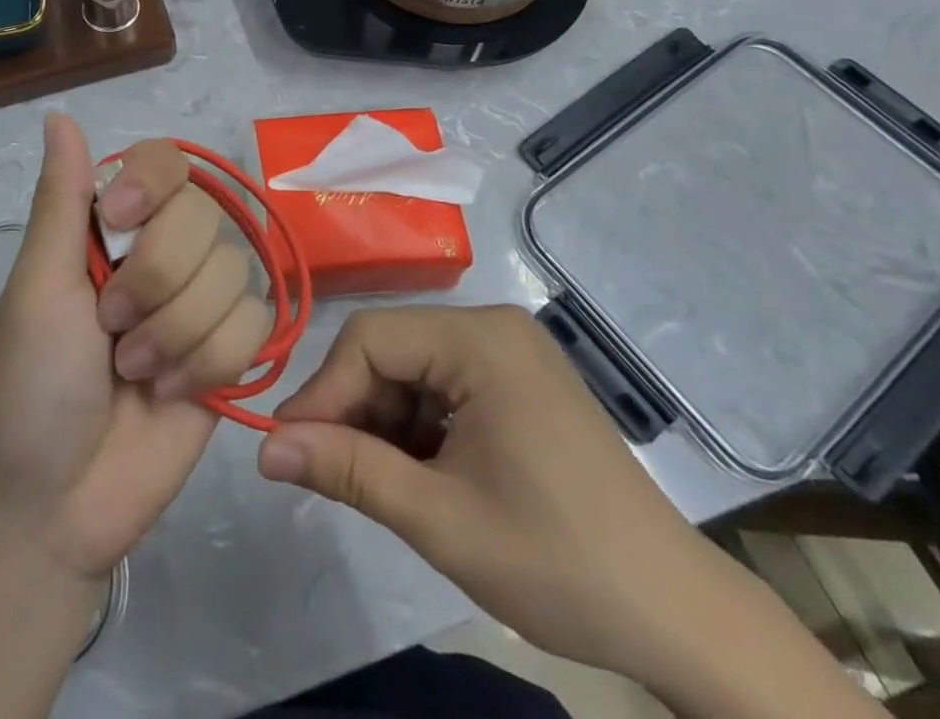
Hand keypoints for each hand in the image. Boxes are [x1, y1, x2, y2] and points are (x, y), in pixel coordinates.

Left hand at [0, 112, 272, 578]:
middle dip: (154, 282)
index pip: (165, 163)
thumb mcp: (36, 287)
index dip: (152, 187)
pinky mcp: (231, 352)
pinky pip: (255, 322)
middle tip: (109, 330)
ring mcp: (200, 302)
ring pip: (231, 272)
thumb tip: (58, 115)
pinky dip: (209, 362)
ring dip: (176, 332)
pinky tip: (172, 394)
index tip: (116, 225)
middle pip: (203, 217)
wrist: (54, 507)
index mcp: (112, 228)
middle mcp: (162, 253)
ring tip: (135, 372)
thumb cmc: (28, 387)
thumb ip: (60, 200)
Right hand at [256, 307, 886, 718]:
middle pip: (391, 351)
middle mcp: (492, 327)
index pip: (370, 339)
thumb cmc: (556, 561)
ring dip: (384, 424)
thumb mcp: (438, 518)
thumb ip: (347, 470)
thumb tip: (265, 447)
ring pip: (413, 371)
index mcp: (479, 339)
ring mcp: (509, 352)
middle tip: (325, 474)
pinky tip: (418, 475)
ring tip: (376, 485)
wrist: (675, 613)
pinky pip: (444, 388)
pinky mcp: (518, 381)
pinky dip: (418, 428)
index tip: (286, 450)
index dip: (322, 392)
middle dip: (354, 411)